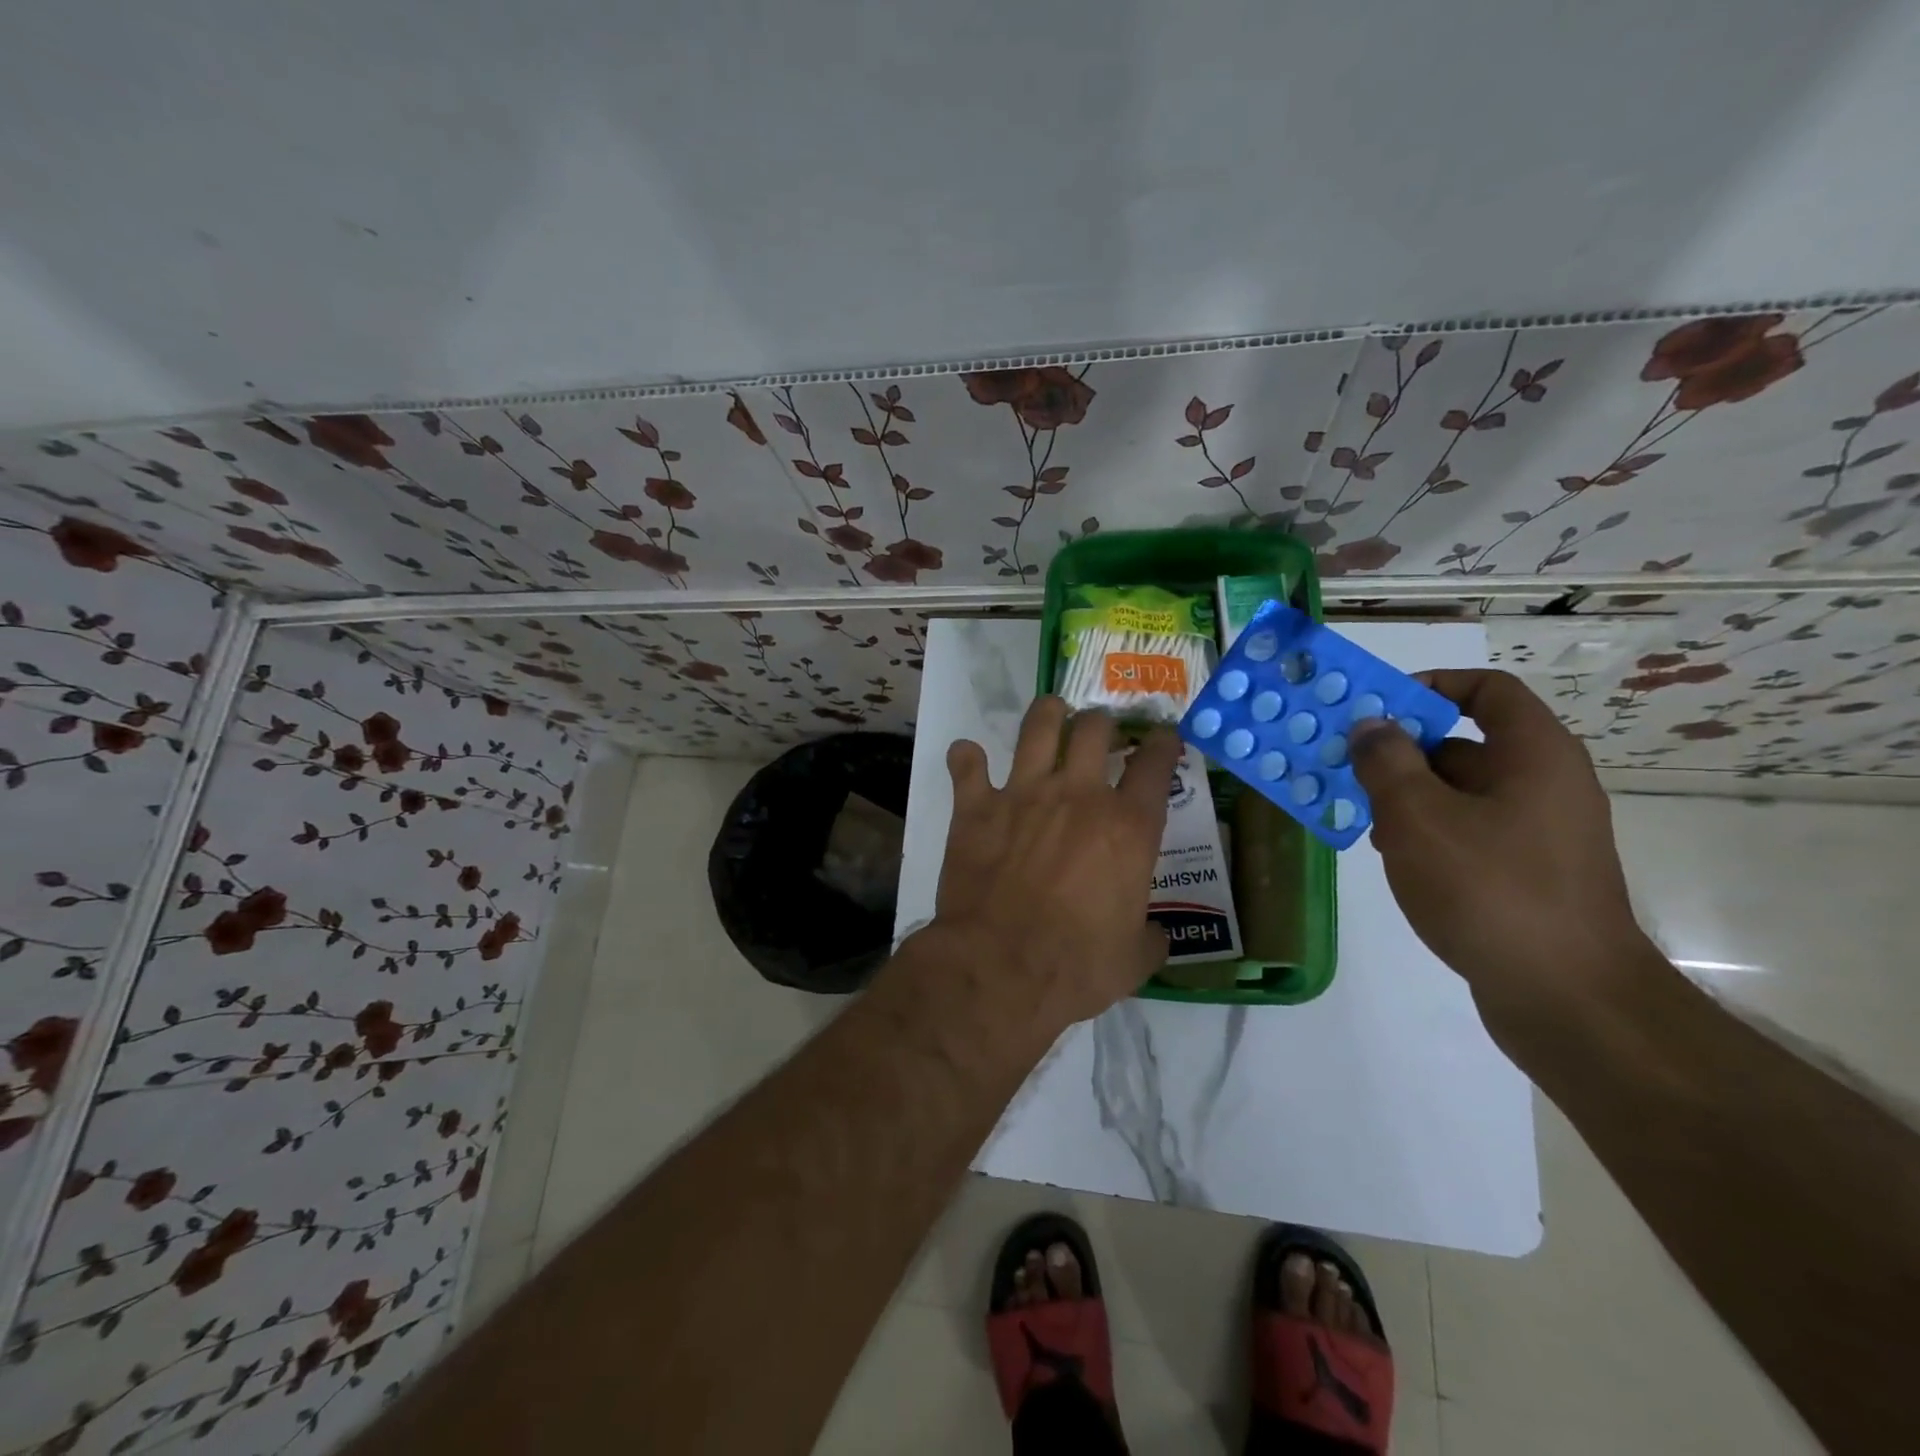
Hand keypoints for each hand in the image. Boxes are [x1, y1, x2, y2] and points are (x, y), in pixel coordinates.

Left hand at [927, 696, 1180, 1032]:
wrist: (1002, 965)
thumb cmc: (1077, 965)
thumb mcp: (1133, 959)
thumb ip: (1149, 938)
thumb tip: (1156, 936)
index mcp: (1128, 826)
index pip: (1155, 764)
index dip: (1163, 744)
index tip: (1162, 737)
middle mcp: (1078, 794)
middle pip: (1095, 728)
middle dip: (1101, 722)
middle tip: (1099, 732)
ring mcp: (1024, 793)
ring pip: (1038, 726)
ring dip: (1047, 714)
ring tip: (1052, 713)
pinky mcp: (976, 806)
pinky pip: (967, 764)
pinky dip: (966, 758)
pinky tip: (968, 757)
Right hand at [1349, 669, 1653, 1040]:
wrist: (1566, 997)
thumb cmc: (1489, 888)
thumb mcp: (1418, 816)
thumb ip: (1386, 762)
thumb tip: (1371, 724)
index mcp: (1533, 755)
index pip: (1487, 690)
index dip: (1432, 686)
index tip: (1377, 707)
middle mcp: (1545, 784)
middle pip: (1466, 743)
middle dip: (1403, 751)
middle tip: (1348, 767)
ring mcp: (1540, 833)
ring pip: (1461, 793)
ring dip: (1408, 797)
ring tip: (1360, 818)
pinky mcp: (1529, 874)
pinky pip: (1470, 833)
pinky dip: (1429, 833)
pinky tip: (1393, 858)